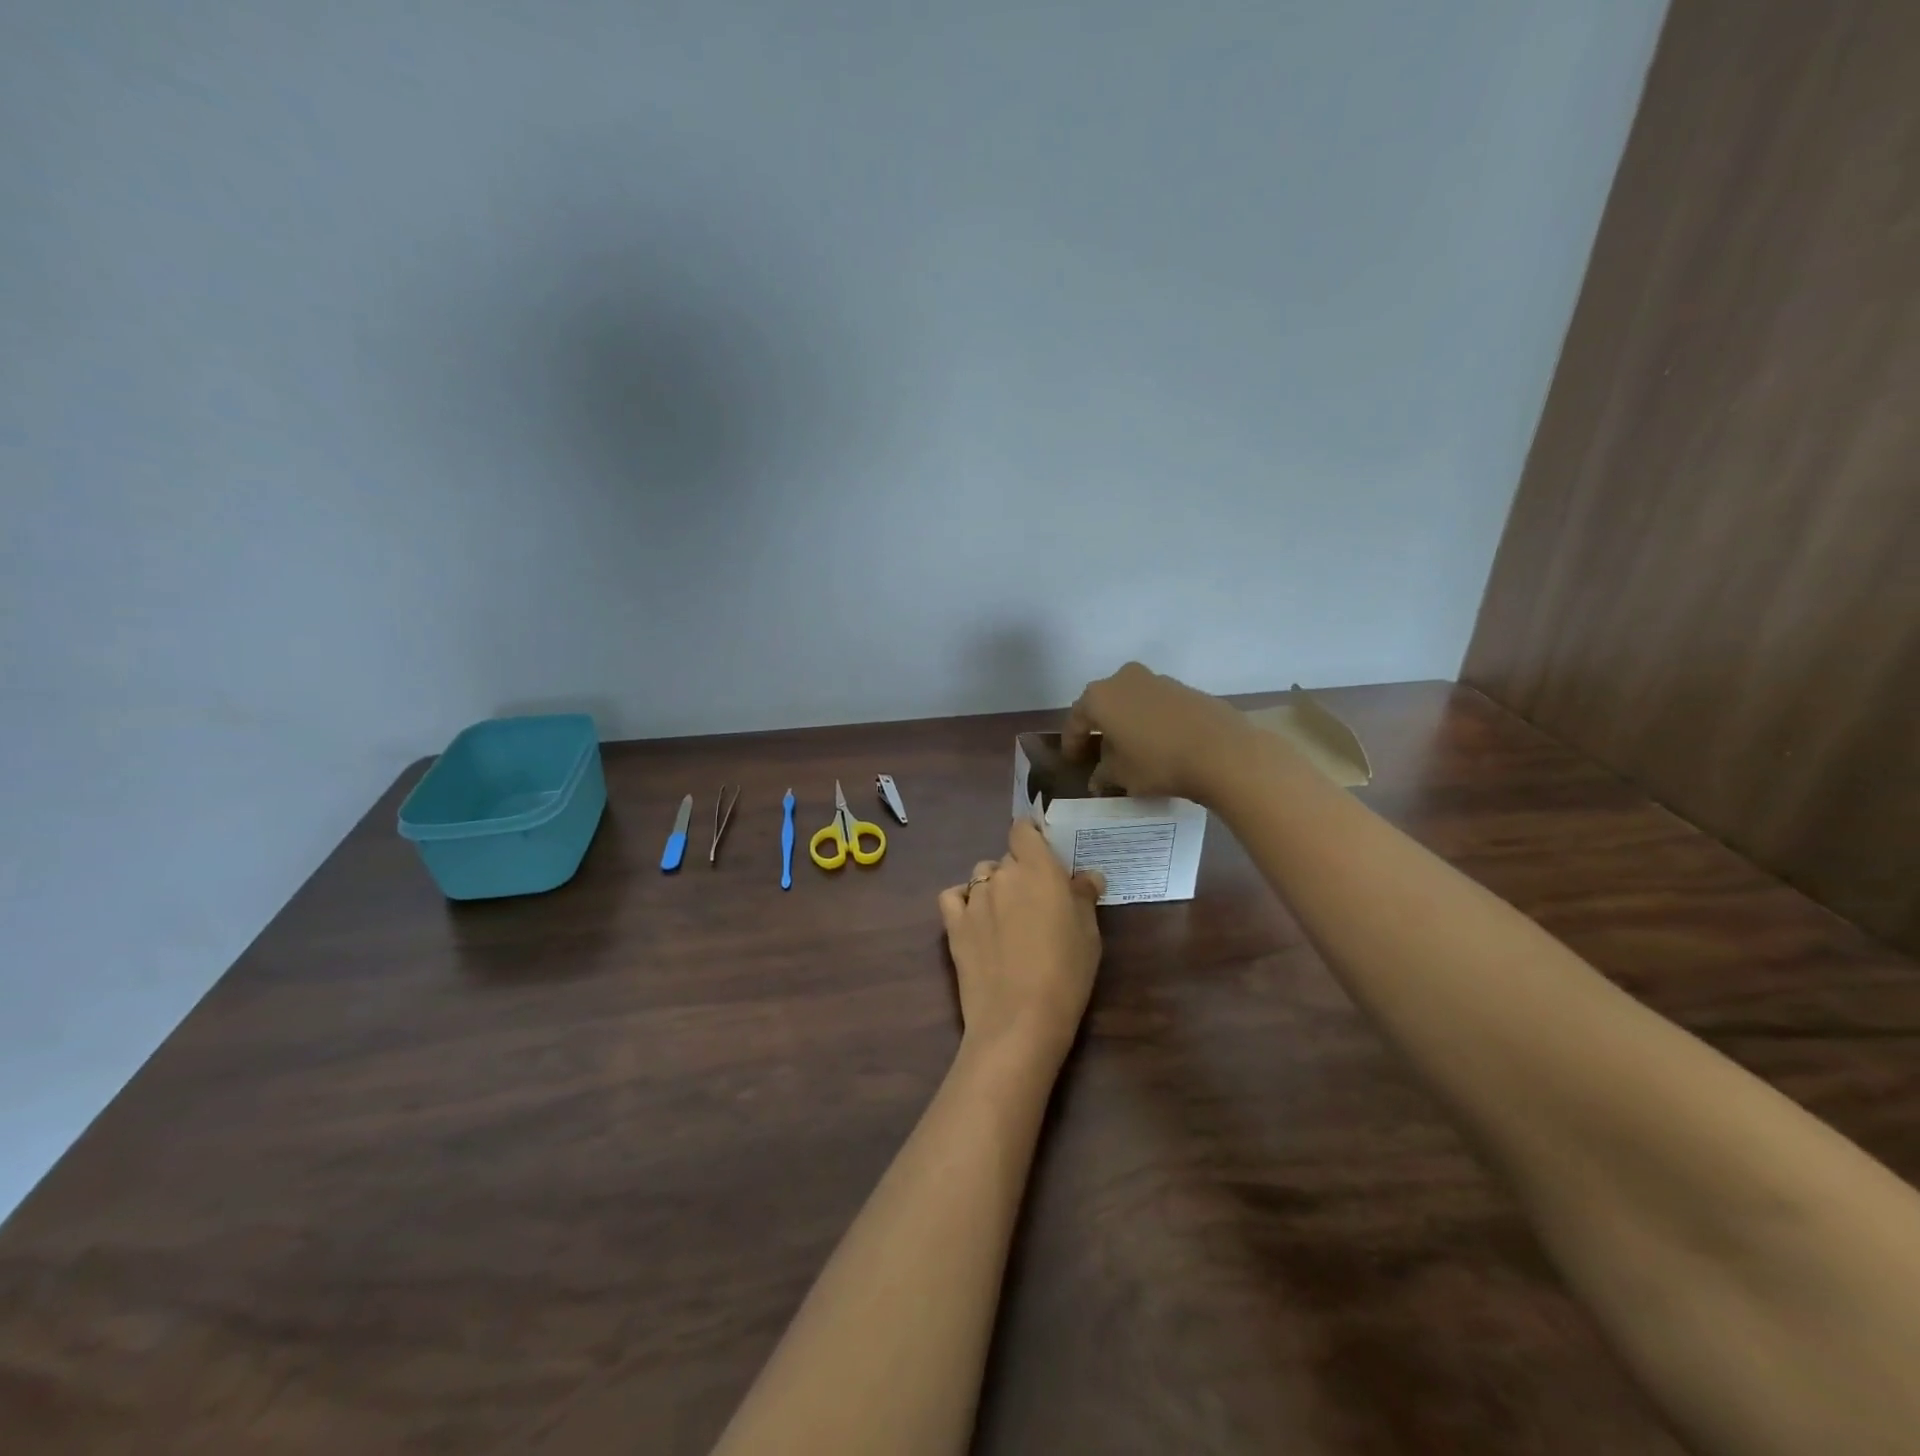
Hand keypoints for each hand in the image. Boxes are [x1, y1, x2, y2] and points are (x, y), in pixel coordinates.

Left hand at [938, 819, 1105, 1073]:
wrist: (1020, 1019)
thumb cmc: (1066, 973)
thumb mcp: (1089, 933)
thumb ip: (1083, 897)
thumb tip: (1087, 876)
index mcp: (1037, 869)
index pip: (1023, 830)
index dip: (1031, 837)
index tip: (1043, 855)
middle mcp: (1002, 875)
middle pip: (1007, 858)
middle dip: (1020, 873)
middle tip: (1036, 902)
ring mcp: (973, 898)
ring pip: (982, 877)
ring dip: (994, 887)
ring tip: (1007, 917)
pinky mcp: (953, 924)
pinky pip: (953, 897)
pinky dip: (963, 901)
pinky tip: (976, 919)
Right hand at [1063, 662, 1250, 803]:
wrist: (1223, 752)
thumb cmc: (1158, 762)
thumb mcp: (1121, 776)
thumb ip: (1103, 774)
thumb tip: (1098, 778)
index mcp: (1100, 697)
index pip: (1076, 721)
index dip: (1072, 744)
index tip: (1073, 763)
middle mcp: (1124, 679)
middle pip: (1103, 705)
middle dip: (1100, 729)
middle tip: (1099, 754)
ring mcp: (1158, 680)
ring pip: (1132, 703)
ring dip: (1127, 723)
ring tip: (1131, 750)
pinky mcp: (1186, 689)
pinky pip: (1157, 706)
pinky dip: (1151, 722)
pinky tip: (1159, 744)